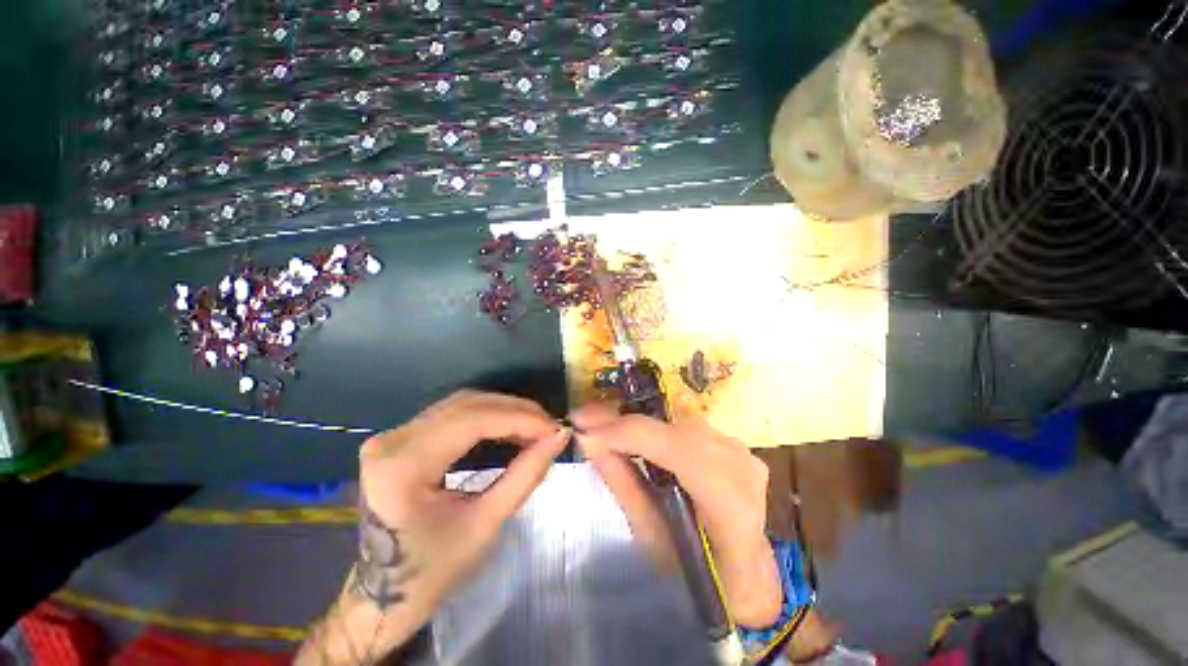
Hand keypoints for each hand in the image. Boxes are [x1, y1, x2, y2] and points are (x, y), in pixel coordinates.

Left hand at [297, 390, 568, 664]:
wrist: (379, 597)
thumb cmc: (430, 573)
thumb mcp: (485, 525)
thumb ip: (525, 475)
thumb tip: (558, 437)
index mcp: (403, 466)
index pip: (473, 420)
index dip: (520, 418)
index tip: (554, 428)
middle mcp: (393, 439)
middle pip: (467, 405)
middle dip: (516, 411)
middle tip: (549, 426)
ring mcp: (394, 435)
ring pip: (462, 404)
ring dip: (504, 411)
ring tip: (535, 426)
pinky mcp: (401, 438)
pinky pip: (454, 414)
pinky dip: (488, 417)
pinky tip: (510, 428)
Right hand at [573, 404, 781, 628]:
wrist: (745, 572)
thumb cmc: (698, 571)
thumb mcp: (654, 539)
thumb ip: (624, 485)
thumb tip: (590, 443)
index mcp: (732, 505)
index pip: (677, 451)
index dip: (627, 434)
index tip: (584, 429)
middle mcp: (741, 468)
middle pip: (674, 431)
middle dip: (624, 424)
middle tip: (584, 420)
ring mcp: (740, 451)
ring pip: (678, 424)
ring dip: (637, 423)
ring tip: (601, 424)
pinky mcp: (732, 443)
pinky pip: (685, 427)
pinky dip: (655, 428)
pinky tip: (630, 431)